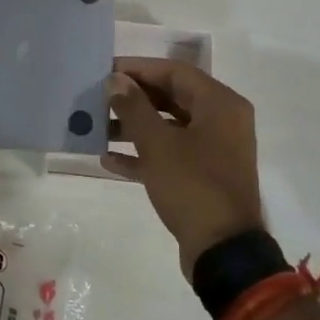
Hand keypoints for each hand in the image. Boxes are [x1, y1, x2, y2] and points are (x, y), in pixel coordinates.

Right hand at [104, 58, 264, 278]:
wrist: (222, 250)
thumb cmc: (192, 186)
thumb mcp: (158, 144)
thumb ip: (134, 108)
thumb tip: (115, 81)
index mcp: (220, 105)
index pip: (175, 72)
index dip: (139, 68)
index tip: (106, 71)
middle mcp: (222, 121)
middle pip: (172, 97)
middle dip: (134, 98)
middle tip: (98, 97)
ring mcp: (214, 151)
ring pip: (169, 127)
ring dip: (134, 126)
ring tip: (97, 127)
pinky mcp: (203, 177)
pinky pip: (170, 154)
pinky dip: (143, 154)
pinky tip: (109, 159)